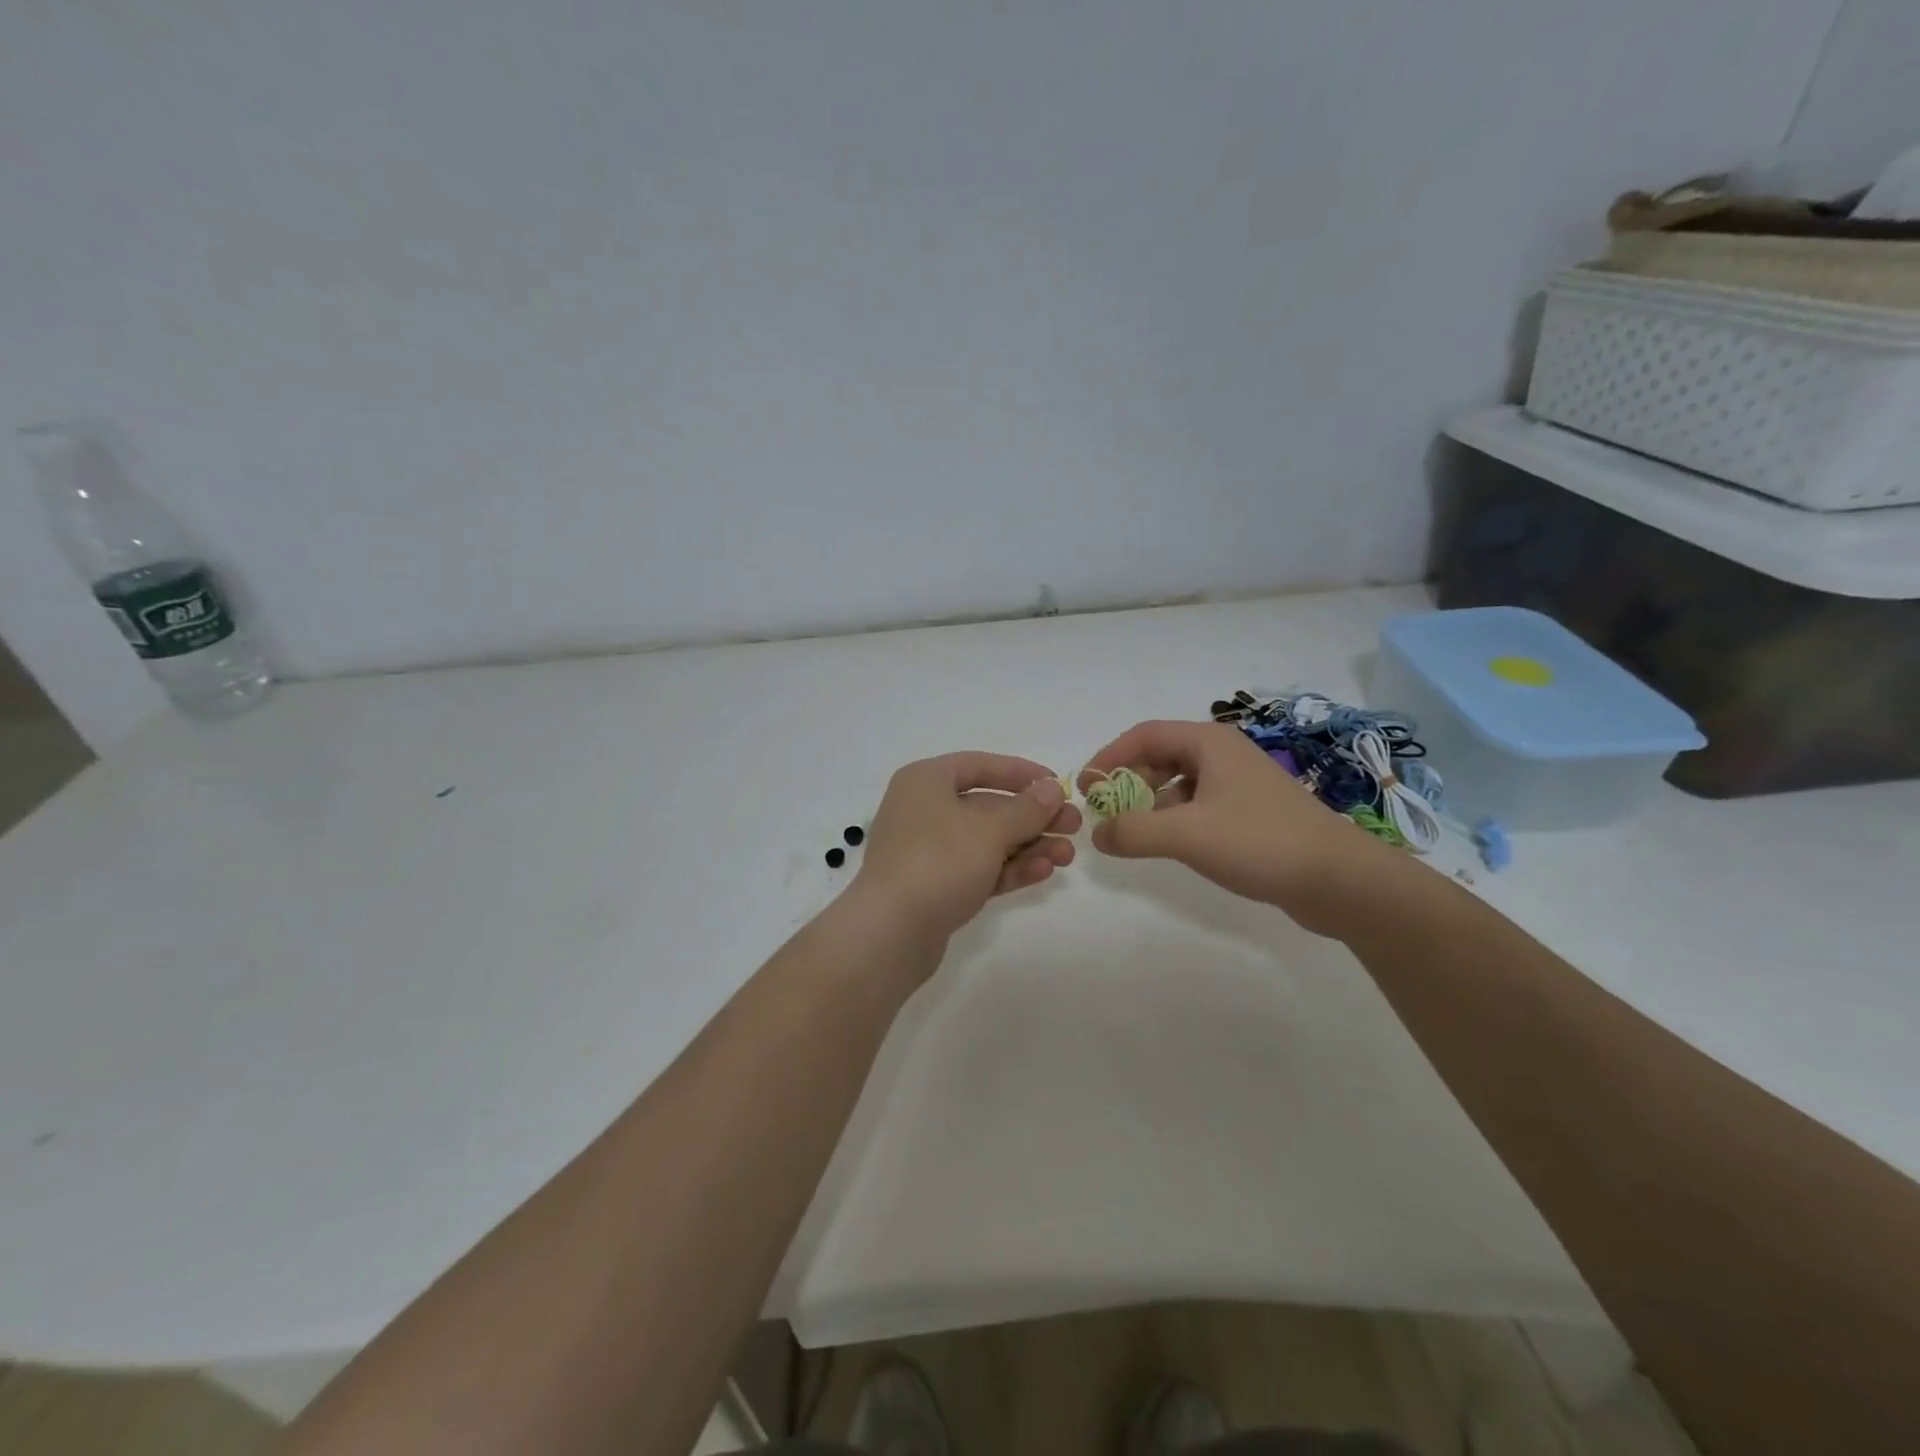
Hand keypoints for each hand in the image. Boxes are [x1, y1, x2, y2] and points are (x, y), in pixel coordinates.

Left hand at [854, 752, 1080, 944]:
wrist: (889, 933)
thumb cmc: (938, 862)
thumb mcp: (988, 830)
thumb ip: (1026, 808)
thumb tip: (1052, 788)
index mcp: (926, 781)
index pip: (980, 765)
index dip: (1021, 773)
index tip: (1058, 785)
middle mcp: (924, 810)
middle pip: (987, 806)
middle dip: (1033, 817)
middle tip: (1074, 827)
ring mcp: (928, 851)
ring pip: (986, 841)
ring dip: (1028, 846)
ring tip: (1067, 856)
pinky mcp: (935, 887)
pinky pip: (978, 869)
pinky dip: (1009, 869)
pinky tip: (1043, 872)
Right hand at [1082, 720, 1396, 936]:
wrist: (1339, 880)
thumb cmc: (1260, 842)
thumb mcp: (1187, 835)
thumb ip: (1133, 832)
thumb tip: (1098, 834)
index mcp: (1209, 743)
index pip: (1145, 734)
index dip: (1109, 757)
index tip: (1086, 787)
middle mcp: (1223, 755)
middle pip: (1160, 755)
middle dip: (1128, 780)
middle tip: (1104, 811)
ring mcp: (1239, 784)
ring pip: (1179, 782)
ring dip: (1149, 802)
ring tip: (1130, 831)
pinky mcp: (1250, 813)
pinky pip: (1198, 805)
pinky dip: (1174, 819)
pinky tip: (1169, 844)